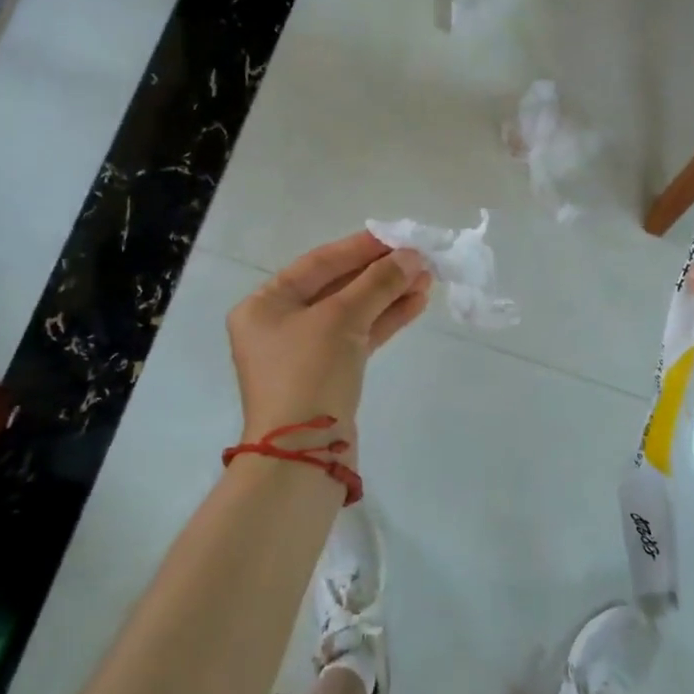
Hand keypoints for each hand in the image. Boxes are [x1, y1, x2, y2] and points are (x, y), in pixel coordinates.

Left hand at [227, 232, 431, 445]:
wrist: (302, 457)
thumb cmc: (308, 373)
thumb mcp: (341, 319)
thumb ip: (377, 282)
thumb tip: (412, 256)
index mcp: (265, 304)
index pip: (318, 263)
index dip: (360, 247)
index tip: (397, 236)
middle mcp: (280, 323)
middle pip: (337, 286)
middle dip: (380, 273)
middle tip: (419, 258)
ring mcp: (304, 351)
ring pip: (352, 312)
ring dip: (388, 295)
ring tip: (427, 279)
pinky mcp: (327, 374)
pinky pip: (358, 336)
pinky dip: (385, 320)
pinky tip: (415, 304)